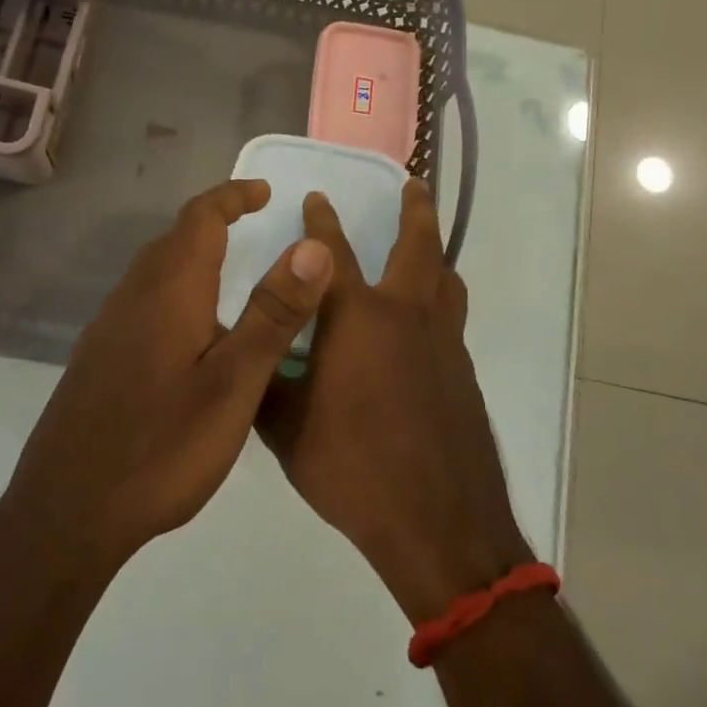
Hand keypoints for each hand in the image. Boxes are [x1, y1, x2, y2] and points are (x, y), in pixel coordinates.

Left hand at [1, 179, 333, 572]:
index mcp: (169, 291)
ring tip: (229, 272)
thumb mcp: (234, 384)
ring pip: (154, 272)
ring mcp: (107, 330)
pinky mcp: (97, 360)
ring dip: (192, 256)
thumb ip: (274, 313)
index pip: (200, 218)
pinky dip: (174, 291)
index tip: (265, 192)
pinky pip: (141, 303)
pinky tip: (189, 334)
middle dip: (214, 220)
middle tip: (253, 223)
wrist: (66, 513)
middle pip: (173, 239)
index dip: (233, 196)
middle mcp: (132, 298)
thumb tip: (313, 245)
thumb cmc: (161, 448)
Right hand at [257, 181, 532, 623]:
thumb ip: (264, 380)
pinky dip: (440, 302)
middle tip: (413, 183)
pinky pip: (452, 319)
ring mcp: (443, 343)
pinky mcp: (463, 372)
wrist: (438, 523)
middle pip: (418, 247)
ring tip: (427, 247)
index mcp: (357, 320)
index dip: (321, 222)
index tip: (317, 198)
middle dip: (414, 210)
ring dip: (435, 254)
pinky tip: (426, 325)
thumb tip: (243, 351)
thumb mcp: (287, 428)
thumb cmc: (353, 469)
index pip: (331, 254)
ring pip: (446, 281)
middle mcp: (406, 316)